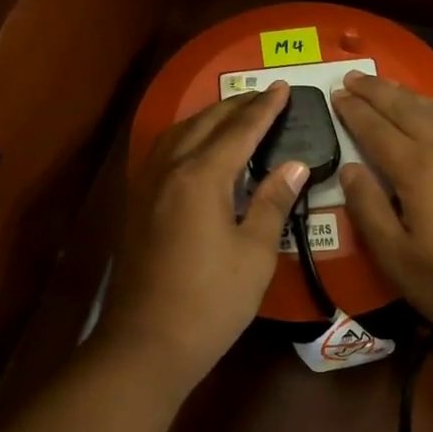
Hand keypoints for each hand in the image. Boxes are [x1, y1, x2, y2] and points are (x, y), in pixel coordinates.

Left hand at [97, 83, 308, 388]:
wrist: (147, 343)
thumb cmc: (211, 301)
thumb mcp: (255, 254)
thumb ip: (273, 203)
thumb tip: (295, 165)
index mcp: (201, 177)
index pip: (239, 131)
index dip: (263, 109)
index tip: (282, 88)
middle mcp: (169, 171)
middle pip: (205, 124)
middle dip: (236, 106)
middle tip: (263, 96)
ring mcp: (147, 187)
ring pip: (178, 135)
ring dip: (207, 119)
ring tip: (232, 115)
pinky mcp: (137, 206)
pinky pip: (163, 154)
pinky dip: (186, 139)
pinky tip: (195, 150)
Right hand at [334, 72, 432, 342]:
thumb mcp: (397, 258)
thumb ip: (369, 210)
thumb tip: (349, 169)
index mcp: (417, 170)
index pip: (376, 130)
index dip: (354, 111)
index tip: (336, 92)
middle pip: (406, 109)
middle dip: (377, 91)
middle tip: (353, 75)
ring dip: (406, 94)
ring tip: (386, 85)